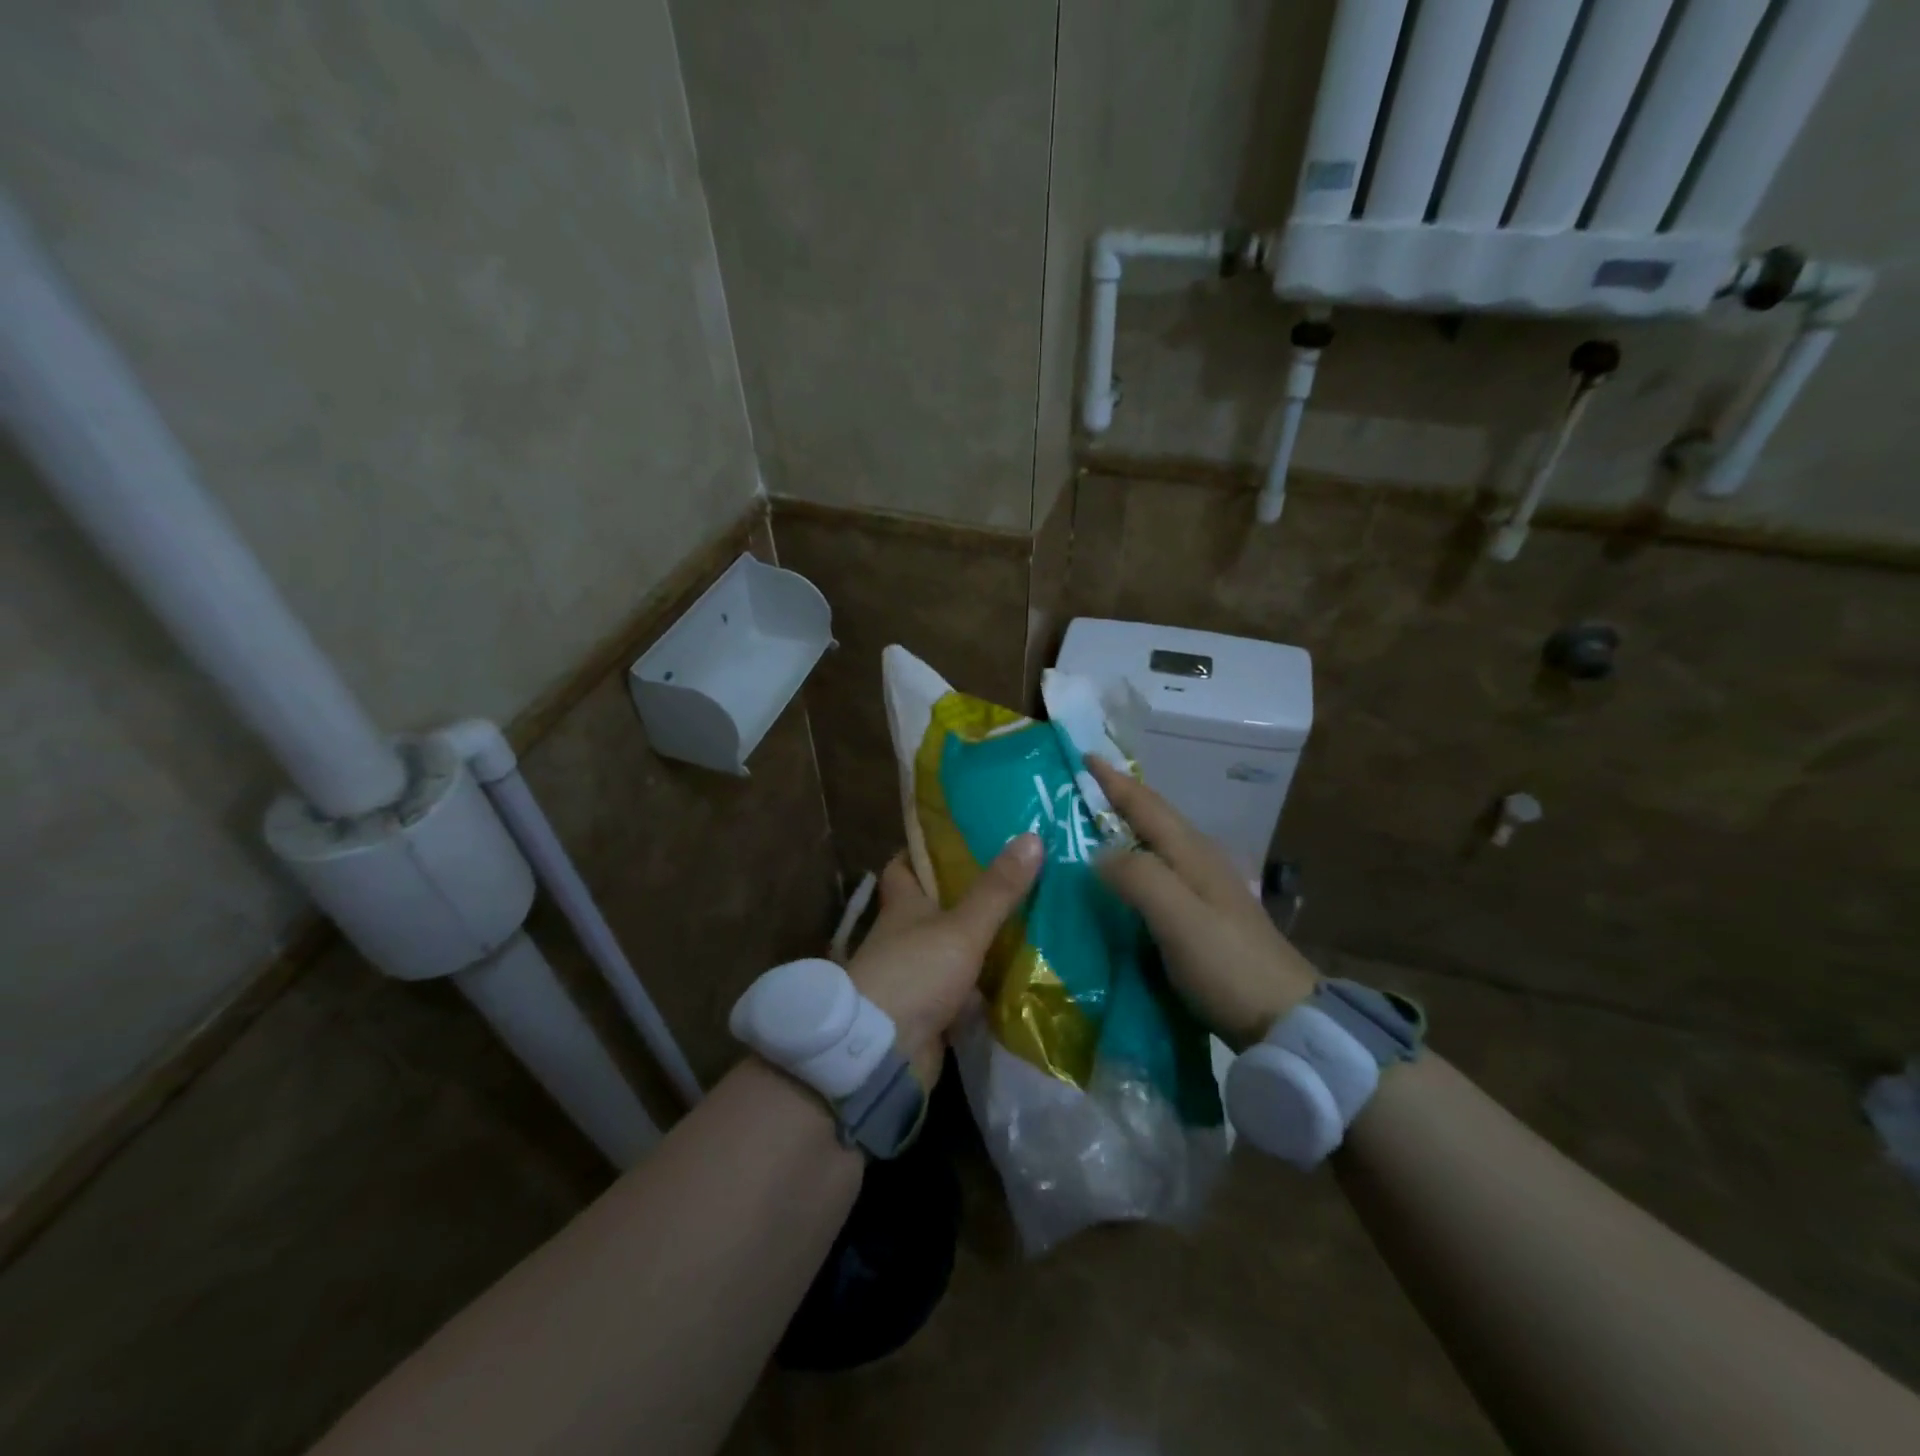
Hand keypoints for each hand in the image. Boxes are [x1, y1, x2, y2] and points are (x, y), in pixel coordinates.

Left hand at [846, 835, 1042, 1084]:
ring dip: (978, 944)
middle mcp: (903, 937)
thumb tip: (1032, 836)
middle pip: (932, 909)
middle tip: (1012, 881)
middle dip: (965, 897)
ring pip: (950, 951)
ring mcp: (914, 976)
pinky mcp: (928, 1012)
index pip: (902, 867)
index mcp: (902, 906)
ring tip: (1028, 925)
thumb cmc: (915, 973)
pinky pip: (960, 992)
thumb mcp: (961, 927)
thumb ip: (997, 890)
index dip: (921, 852)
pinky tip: (1017, 979)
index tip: (955, 840)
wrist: (882, 1052)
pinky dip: (982, 987)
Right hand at [1087, 756, 1318, 1050]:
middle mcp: (1200, 861)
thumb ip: (1138, 877)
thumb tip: (1098, 854)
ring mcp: (1208, 889)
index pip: (1146, 805)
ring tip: (1092, 829)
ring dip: (1127, 829)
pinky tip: (1123, 881)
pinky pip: (1161, 873)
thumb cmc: (1227, 964)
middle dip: (1119, 798)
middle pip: (1154, 818)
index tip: (1085, 755)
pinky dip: (1136, 863)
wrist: (1285, 1018)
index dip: (1114, 781)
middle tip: (1080, 790)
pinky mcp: (1207, 916)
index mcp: (1192, 853)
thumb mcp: (1178, 918)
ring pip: (1158, 844)